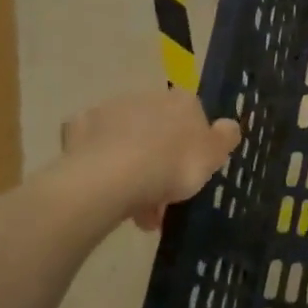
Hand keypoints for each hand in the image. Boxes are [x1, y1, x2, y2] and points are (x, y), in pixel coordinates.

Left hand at [60, 91, 241, 229]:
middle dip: (159, 162)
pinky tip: (102, 187)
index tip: (190, 174)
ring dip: (131, 168)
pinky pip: (93, 146)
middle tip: (161, 201)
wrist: (113, 177)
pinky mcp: (78, 127)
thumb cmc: (172, 166)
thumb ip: (226, 137)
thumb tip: (229, 125)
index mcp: (182, 102)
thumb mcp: (214, 155)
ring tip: (133, 210)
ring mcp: (110, 110)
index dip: (192, 146)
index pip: (193, 116)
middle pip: (157, 130)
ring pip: (125, 140)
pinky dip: (98, 162)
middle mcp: (146, 97)